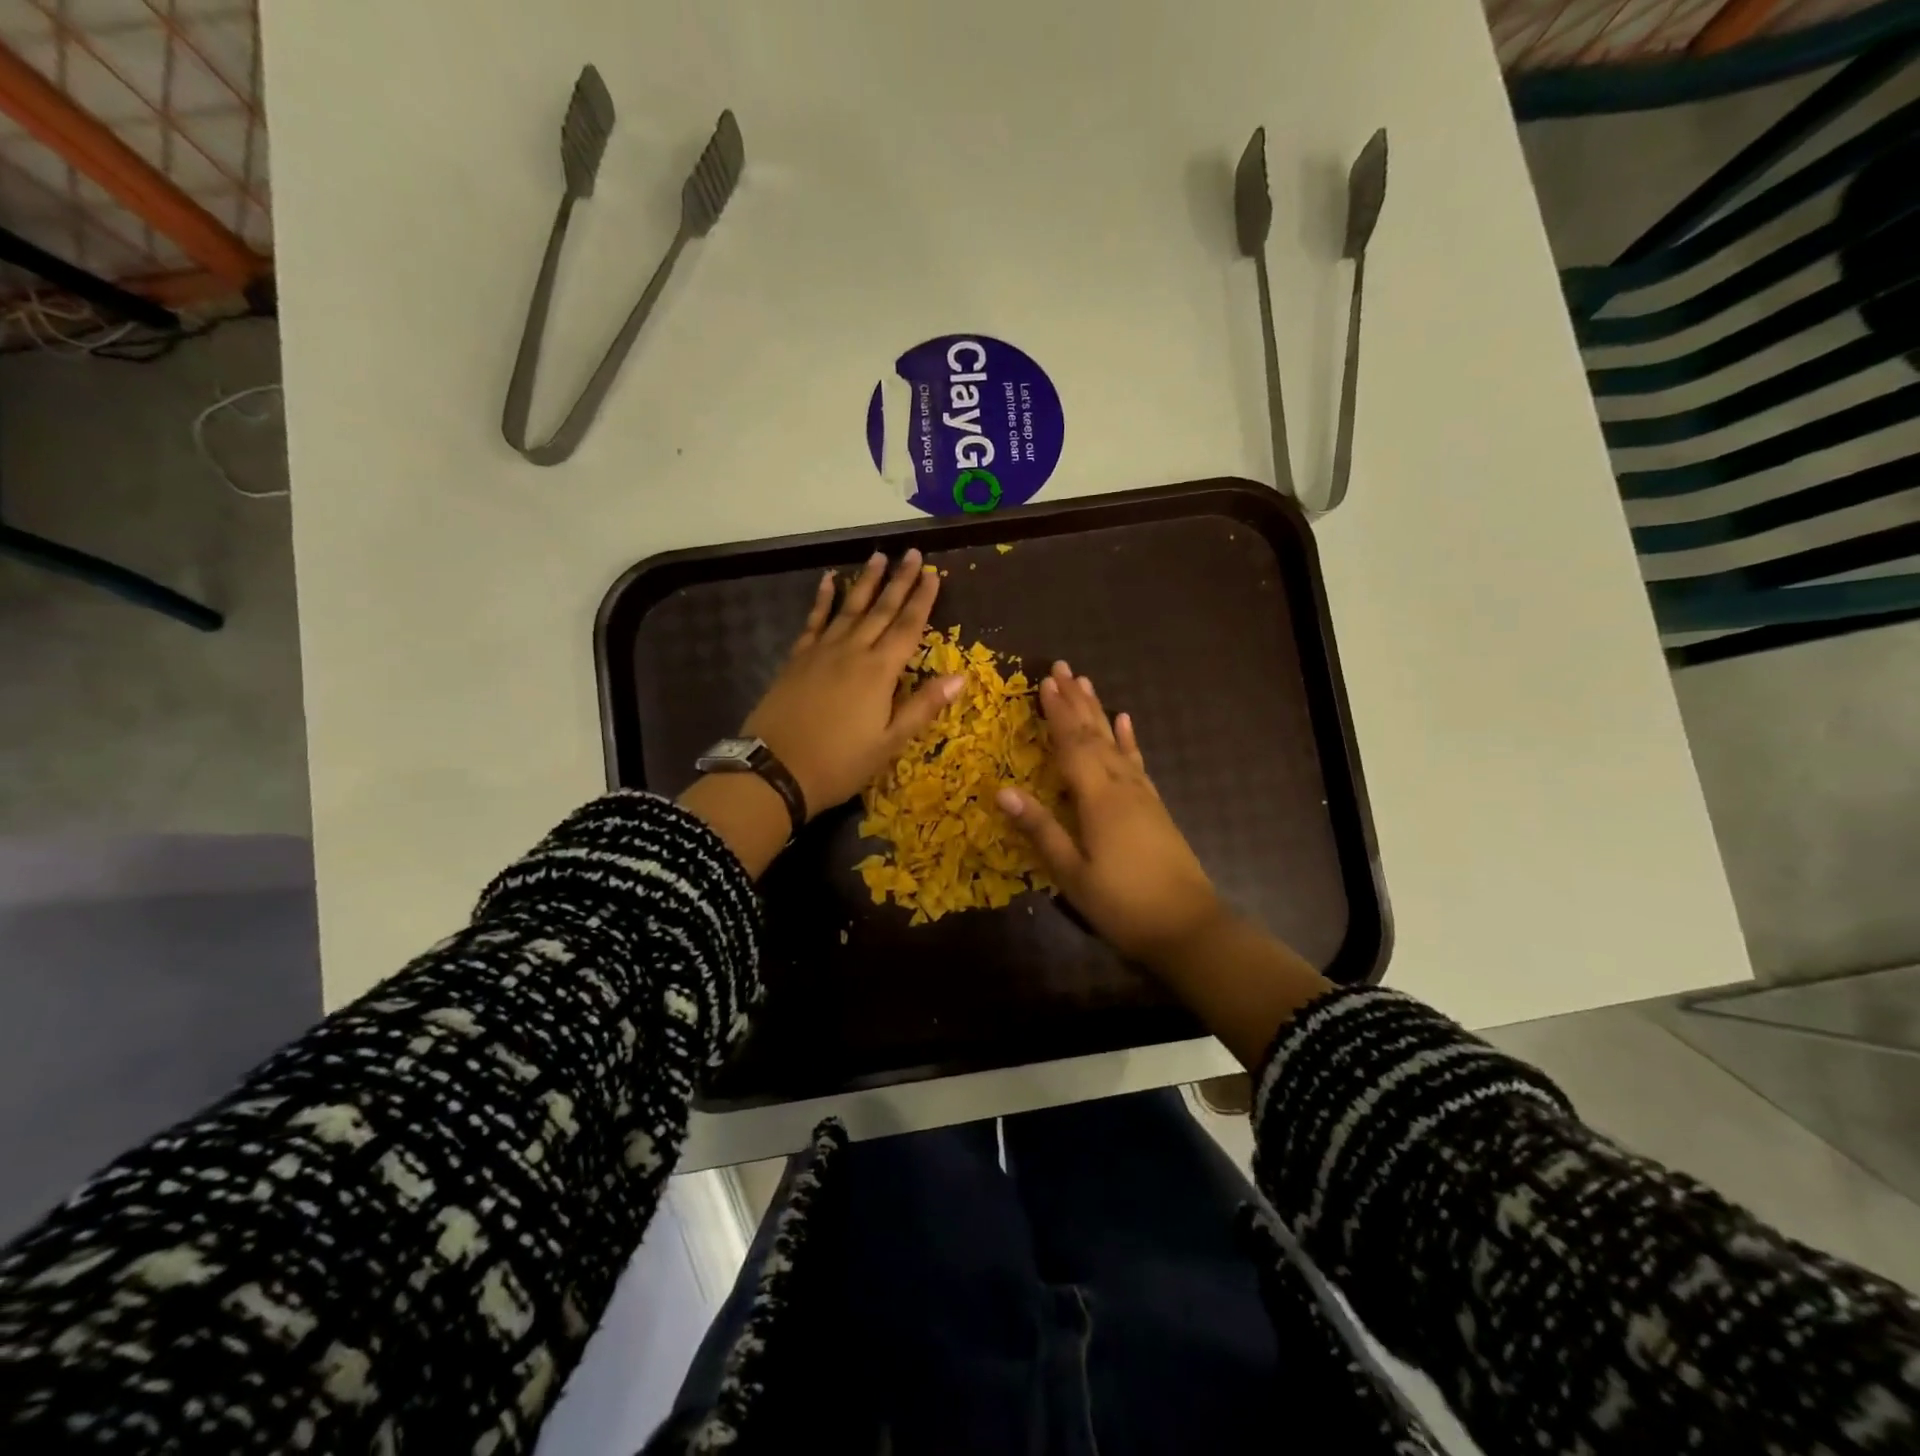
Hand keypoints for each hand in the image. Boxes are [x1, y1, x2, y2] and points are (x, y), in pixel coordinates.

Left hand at [743, 550, 964, 816]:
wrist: (775, 770)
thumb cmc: (840, 763)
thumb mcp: (889, 743)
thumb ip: (923, 706)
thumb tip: (960, 677)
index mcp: (879, 672)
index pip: (908, 627)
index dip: (923, 600)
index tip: (934, 573)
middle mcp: (852, 652)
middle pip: (881, 609)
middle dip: (900, 581)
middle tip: (912, 553)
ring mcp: (821, 652)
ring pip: (849, 608)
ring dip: (866, 582)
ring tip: (879, 557)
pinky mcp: (797, 659)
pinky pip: (814, 621)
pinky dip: (823, 599)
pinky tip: (828, 580)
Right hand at [996, 663, 1224, 965]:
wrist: (1187, 926)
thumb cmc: (1122, 903)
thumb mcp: (1072, 873)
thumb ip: (1040, 829)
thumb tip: (1002, 790)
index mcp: (1098, 798)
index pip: (1072, 745)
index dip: (1057, 713)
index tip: (1044, 682)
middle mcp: (1121, 785)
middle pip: (1095, 734)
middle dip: (1076, 700)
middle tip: (1063, 668)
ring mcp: (1142, 794)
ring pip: (1116, 742)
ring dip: (1099, 711)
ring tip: (1087, 683)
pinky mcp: (1154, 805)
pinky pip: (1137, 761)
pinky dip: (1129, 739)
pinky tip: (1126, 722)